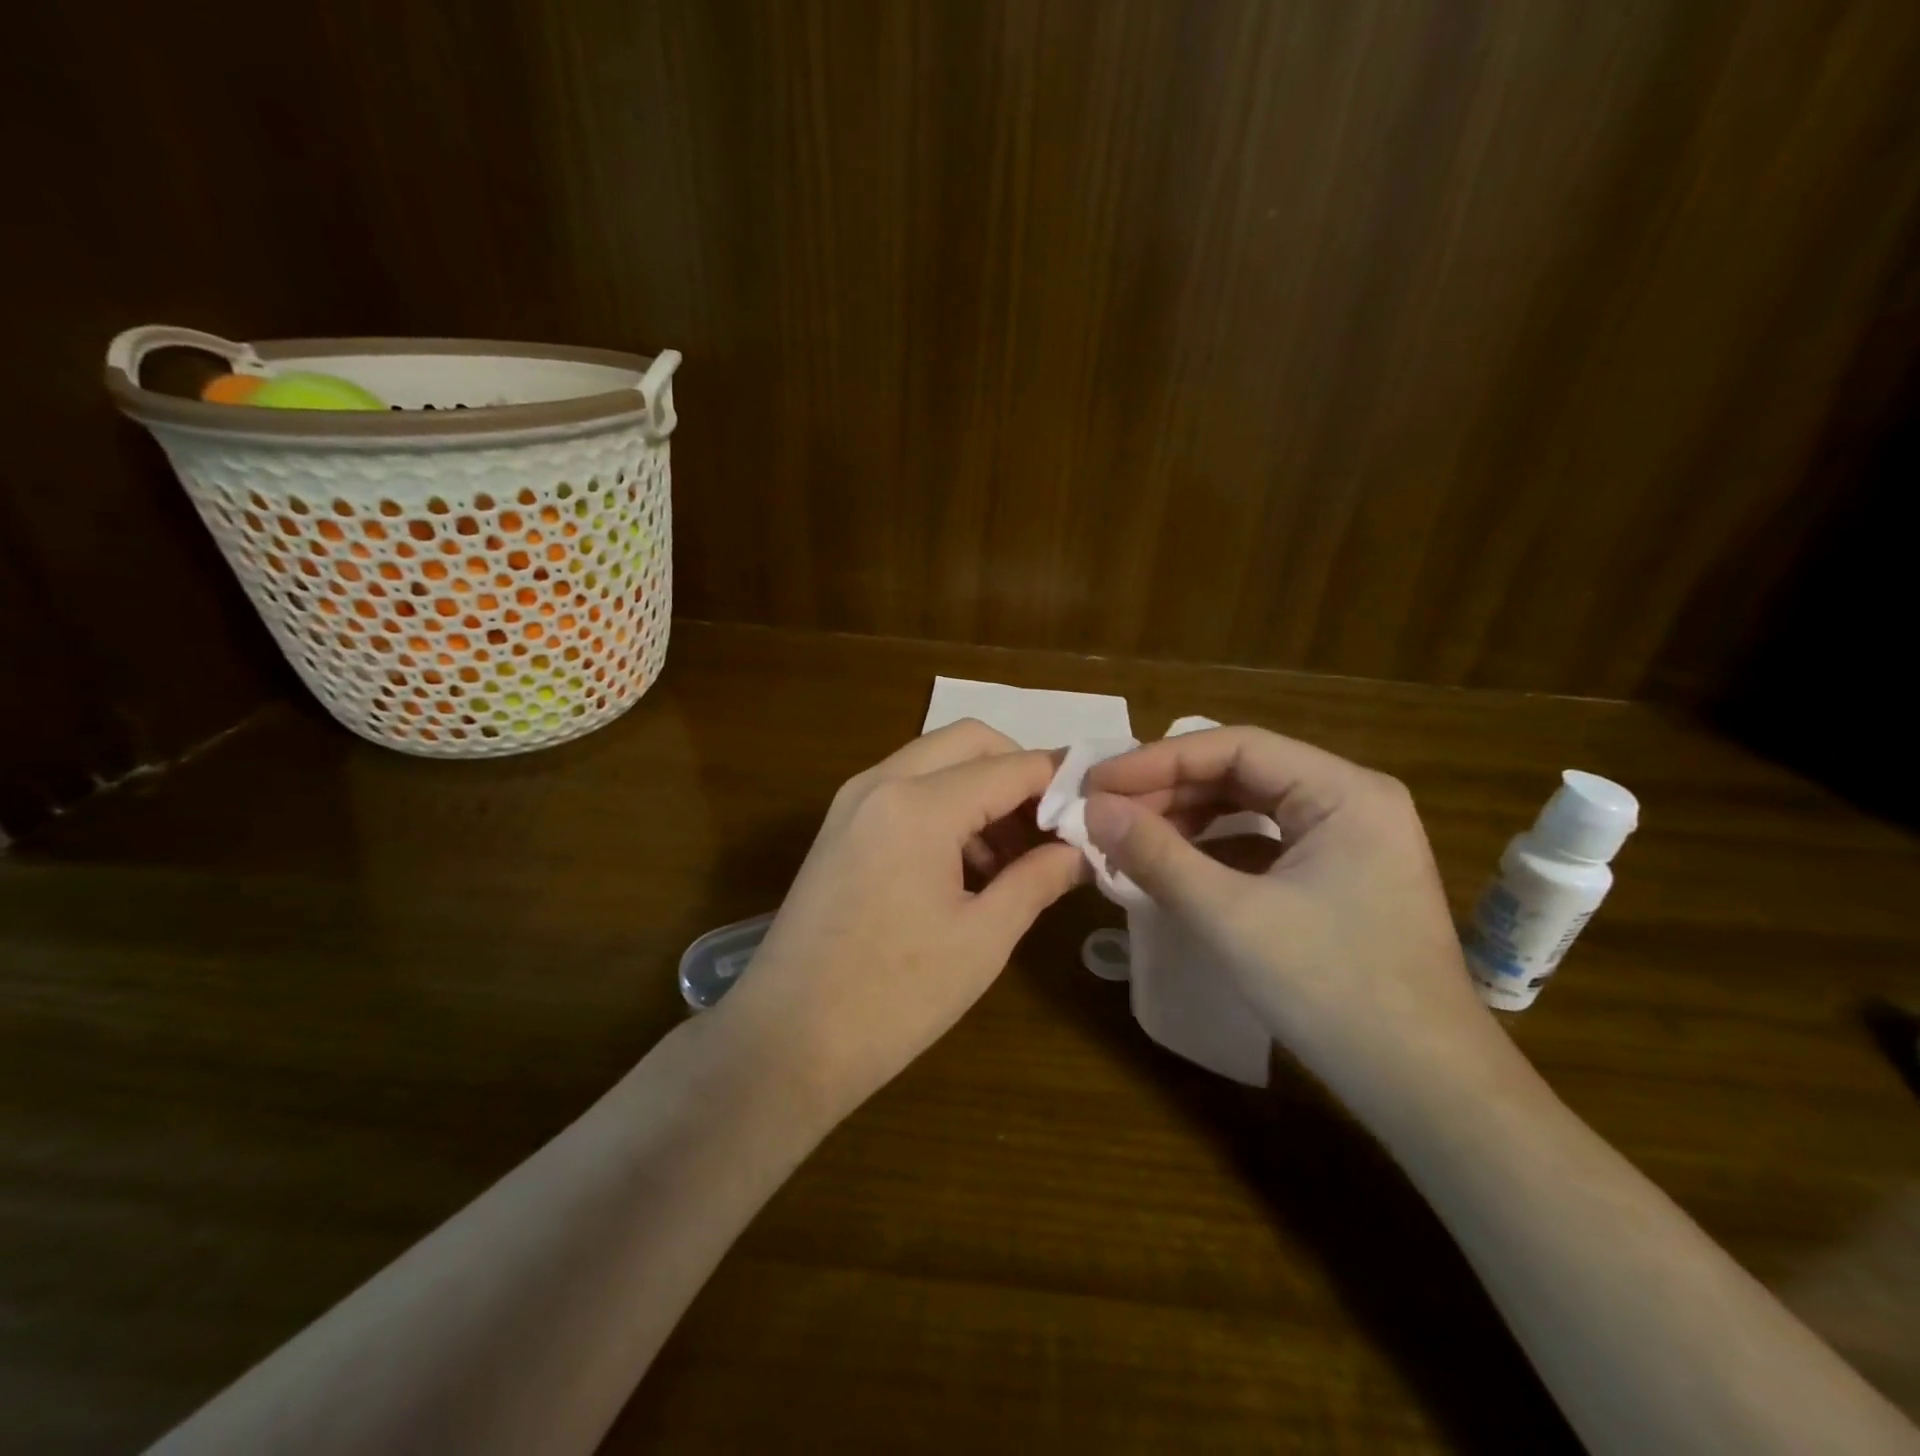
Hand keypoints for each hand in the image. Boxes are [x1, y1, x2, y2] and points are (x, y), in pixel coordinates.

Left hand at [714, 720, 1084, 1117]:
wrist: (786, 1041)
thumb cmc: (894, 996)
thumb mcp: (983, 938)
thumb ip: (1038, 880)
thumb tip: (1081, 852)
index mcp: (919, 804)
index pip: (1011, 766)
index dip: (1060, 781)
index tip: (1097, 808)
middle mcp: (881, 782)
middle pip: (969, 742)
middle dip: (1017, 772)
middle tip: (1050, 828)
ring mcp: (852, 802)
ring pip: (934, 763)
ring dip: (980, 790)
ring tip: (1013, 857)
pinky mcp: (839, 827)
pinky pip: (904, 790)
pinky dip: (944, 807)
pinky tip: (965, 866)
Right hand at [1082, 726, 1501, 1113]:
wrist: (1426, 1091)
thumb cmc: (1333, 991)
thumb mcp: (1231, 917)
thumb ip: (1157, 855)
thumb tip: (1093, 809)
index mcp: (1344, 791)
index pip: (1235, 747)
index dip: (1157, 760)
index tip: (1097, 784)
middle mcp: (1351, 801)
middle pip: (1242, 773)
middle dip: (1168, 790)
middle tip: (1104, 813)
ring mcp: (1349, 841)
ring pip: (1250, 807)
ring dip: (1186, 819)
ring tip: (1128, 837)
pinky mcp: (1339, 878)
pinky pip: (1264, 843)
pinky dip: (1213, 849)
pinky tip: (1173, 865)